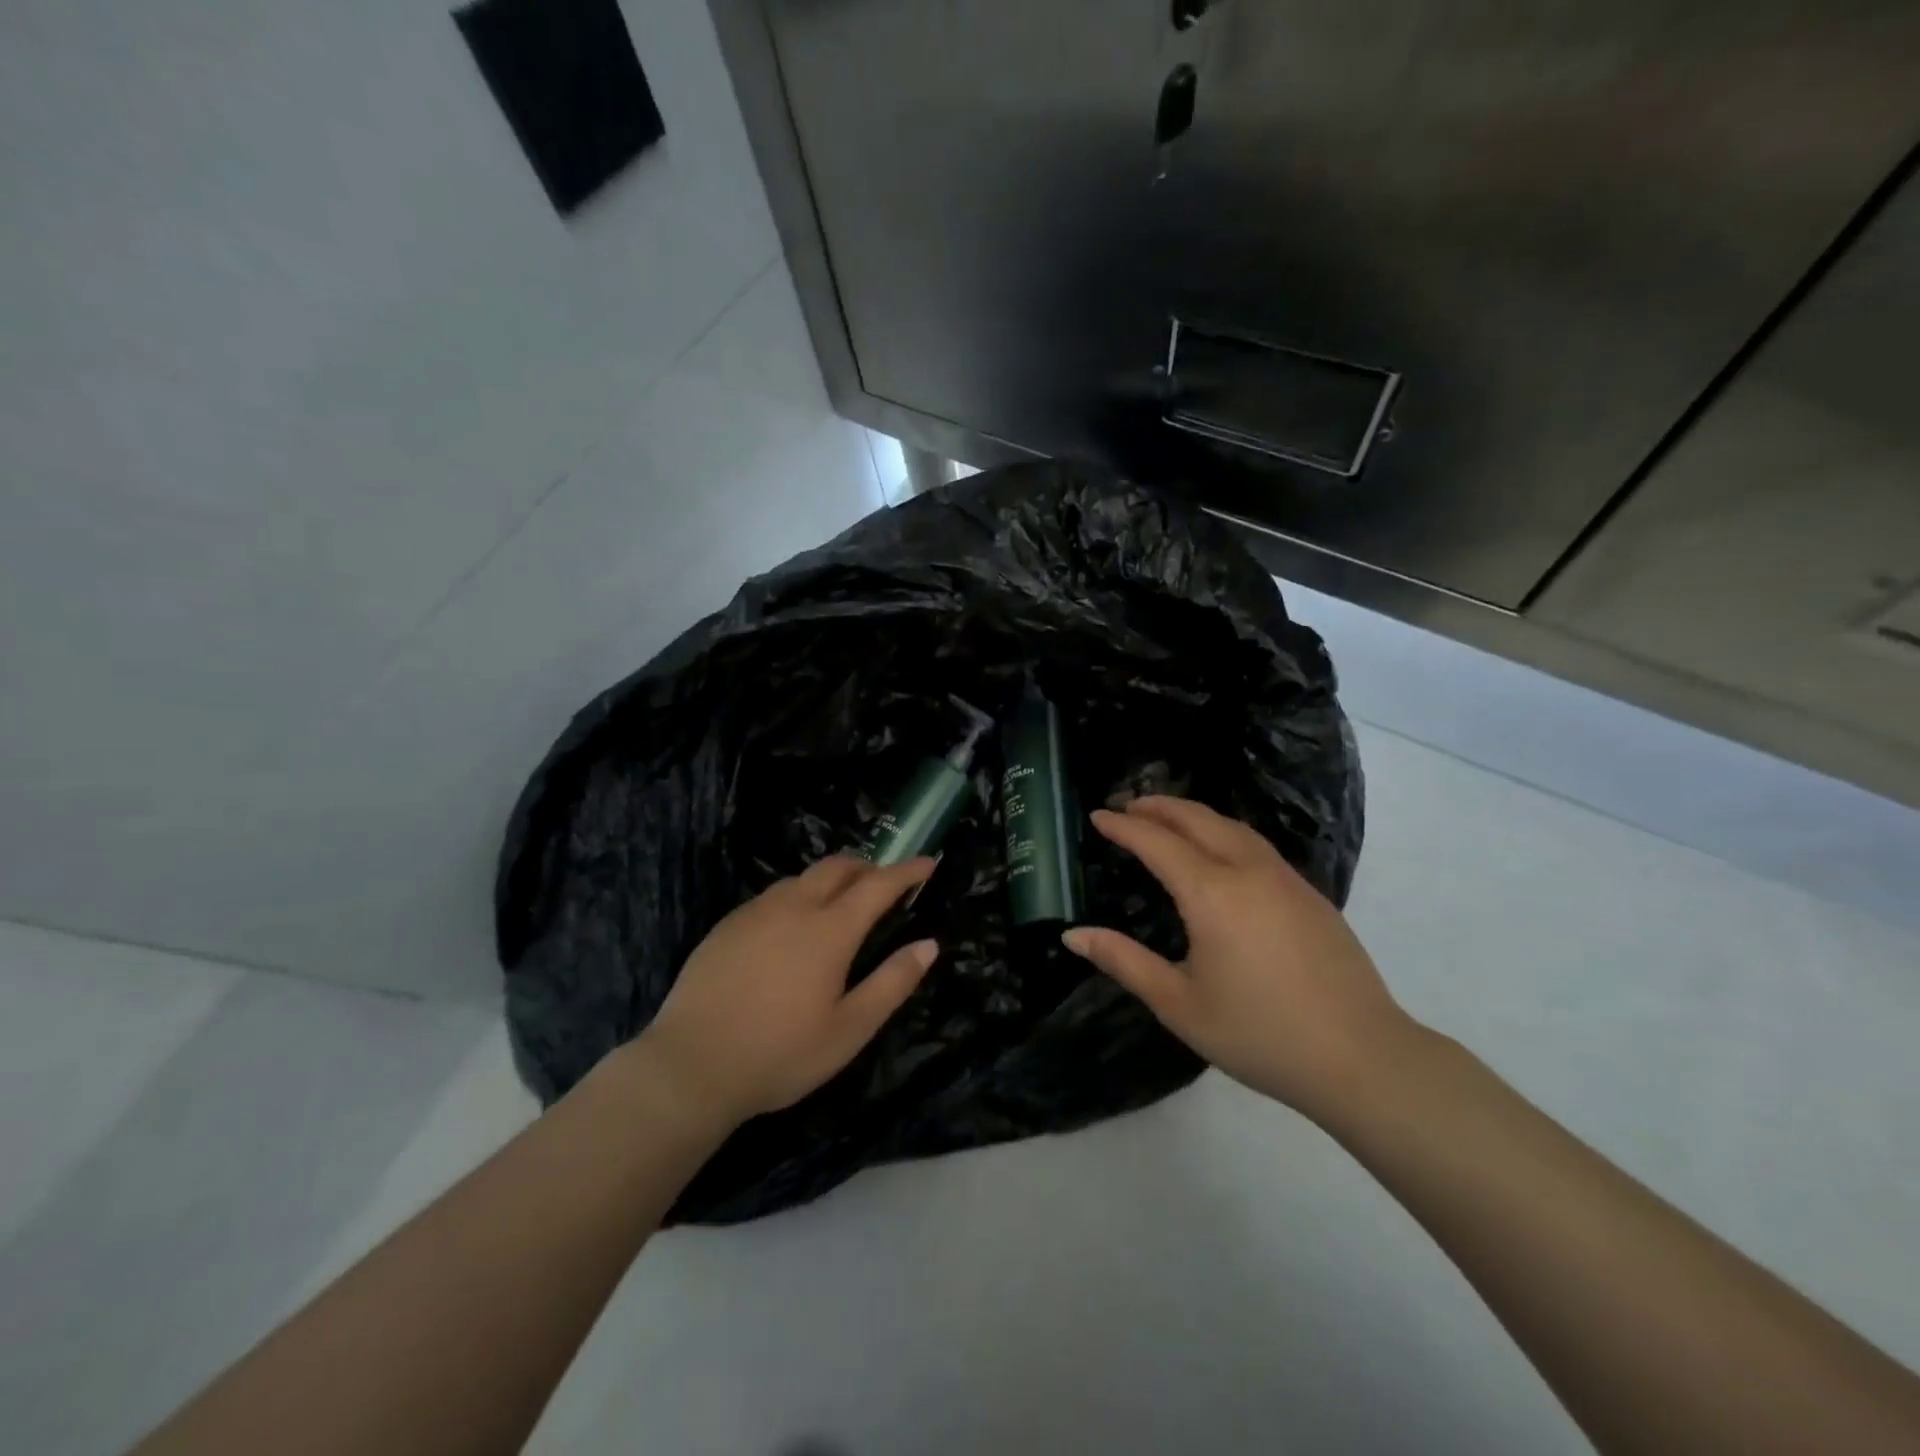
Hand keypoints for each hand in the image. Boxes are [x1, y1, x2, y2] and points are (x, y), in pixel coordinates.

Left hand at [636, 856, 939, 1127]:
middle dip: (868, 866)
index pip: (879, 884)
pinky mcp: (727, 925)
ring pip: (802, 877)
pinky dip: (798, 894)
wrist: (690, 1066)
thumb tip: (929, 945)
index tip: (928, 862)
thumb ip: (893, 983)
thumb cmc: (780, 1053)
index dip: (907, 871)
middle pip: (838, 867)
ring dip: (831, 879)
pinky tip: (792, 925)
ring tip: (841, 901)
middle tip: (885, 881)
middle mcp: (794, 907)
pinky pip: (773, 895)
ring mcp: (756, 912)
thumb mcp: (849, 1030)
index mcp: (830, 930)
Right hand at [1062, 796, 1414, 1121]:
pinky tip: (1219, 851)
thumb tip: (1073, 934)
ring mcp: (1286, 879)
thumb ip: (1124, 962)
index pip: (1157, 843)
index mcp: (1212, 893)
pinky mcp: (1310, 895)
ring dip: (1194, 814)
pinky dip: (1224, 831)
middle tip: (1128, 805)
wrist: (1363, 1058)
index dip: (1123, 827)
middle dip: (1159, 806)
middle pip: (1198, 819)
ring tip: (1168, 818)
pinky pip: (1256, 844)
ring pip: (1232, 826)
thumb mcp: (1179, 1004)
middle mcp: (1249, 871)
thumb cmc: (1260, 1034)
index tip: (1098, 816)